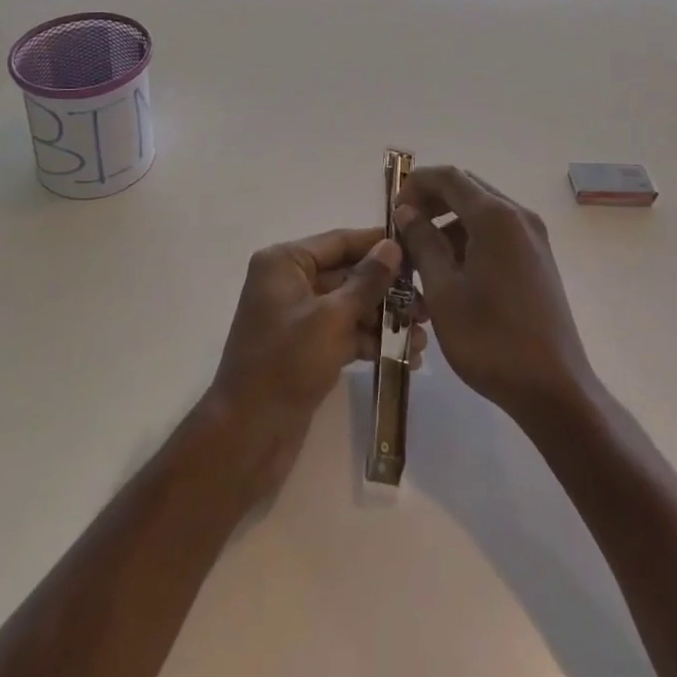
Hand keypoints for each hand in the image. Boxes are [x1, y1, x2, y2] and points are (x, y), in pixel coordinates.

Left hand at [206, 228, 425, 496]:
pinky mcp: (305, 348)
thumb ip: (366, 281)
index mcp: (284, 262)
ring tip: (422, 338)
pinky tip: (405, 356)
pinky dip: (370, 341)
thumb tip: (392, 246)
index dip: (378, 245)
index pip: (339, 241)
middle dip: (387, 290)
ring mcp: (297, 316)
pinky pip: (344, 332)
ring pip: (349, 306)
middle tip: (428, 305)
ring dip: (384, 319)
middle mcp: (289, 282)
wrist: (248, 434)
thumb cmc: (286, 363)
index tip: (418, 249)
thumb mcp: (331, 318)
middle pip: (347, 274)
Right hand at [392, 167, 593, 426]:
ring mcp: (533, 237)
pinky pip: (498, 231)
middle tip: (405, 229)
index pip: (448, 176)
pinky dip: (471, 237)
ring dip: (450, 221)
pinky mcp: (539, 259)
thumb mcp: (443, 291)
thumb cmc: (490, 339)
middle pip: (468, 188)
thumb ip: (422, 243)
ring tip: (423, 256)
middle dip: (432, 201)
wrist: (554, 390)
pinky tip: (452, 271)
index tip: (394, 209)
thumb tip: (407, 212)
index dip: (416, 184)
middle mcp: (518, 216)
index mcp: (495, 217)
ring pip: (483, 211)